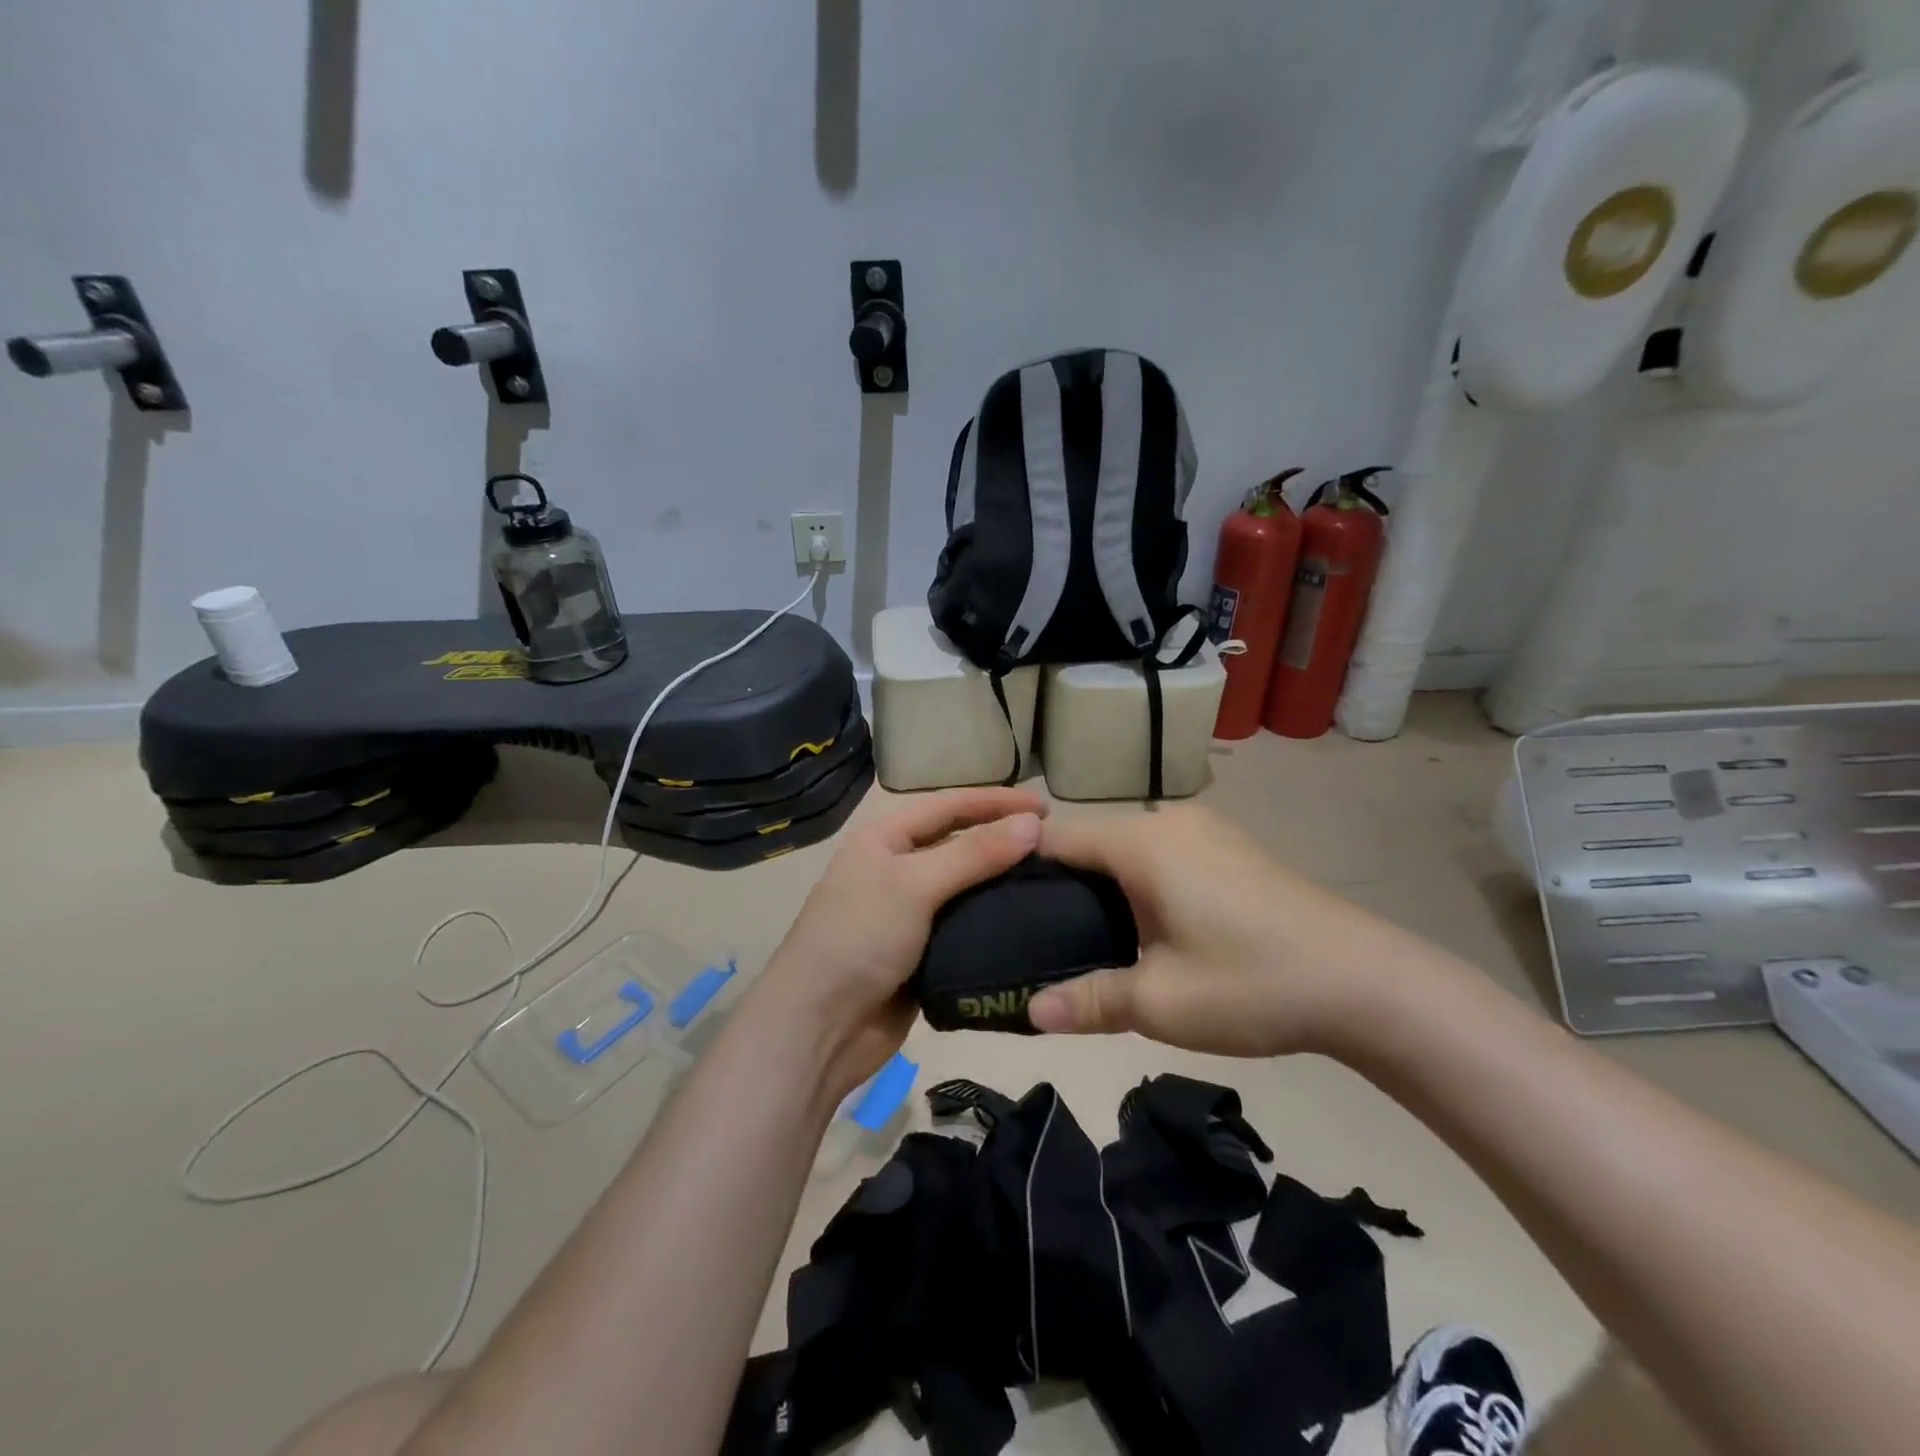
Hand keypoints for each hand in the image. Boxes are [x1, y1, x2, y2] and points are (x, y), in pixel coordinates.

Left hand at [753, 788, 1045, 1095]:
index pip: (948, 806)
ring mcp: (909, 914)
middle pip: (958, 844)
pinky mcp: (923, 953)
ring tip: (1053, 882)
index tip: (1046, 805)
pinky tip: (1029, 923)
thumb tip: (1033, 824)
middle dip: (1002, 840)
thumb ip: (974, 854)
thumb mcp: (915, 885)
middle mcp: (896, 869)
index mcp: (884, 839)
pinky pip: (965, 927)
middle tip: (1056, 845)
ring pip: (965, 888)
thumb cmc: (860, 938)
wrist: (819, 1027)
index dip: (996, 802)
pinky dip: (994, 922)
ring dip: (1002, 883)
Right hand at [1027, 805, 1403, 1057]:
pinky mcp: (1231, 849)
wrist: (1368, 984)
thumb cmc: (1252, 982)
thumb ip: (1087, 1001)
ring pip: (1127, 849)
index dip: (1016, 864)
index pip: (1056, 835)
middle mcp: (1169, 821)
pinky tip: (1143, 930)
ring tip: (1081, 940)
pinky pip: (1161, 856)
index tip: (990, 903)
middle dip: (1059, 883)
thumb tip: (1028, 1012)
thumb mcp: (1161, 1002)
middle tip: (1031, 937)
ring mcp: (1205, 831)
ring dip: (1102, 886)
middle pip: (1091, 841)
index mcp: (1142, 842)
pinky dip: (1138, 884)